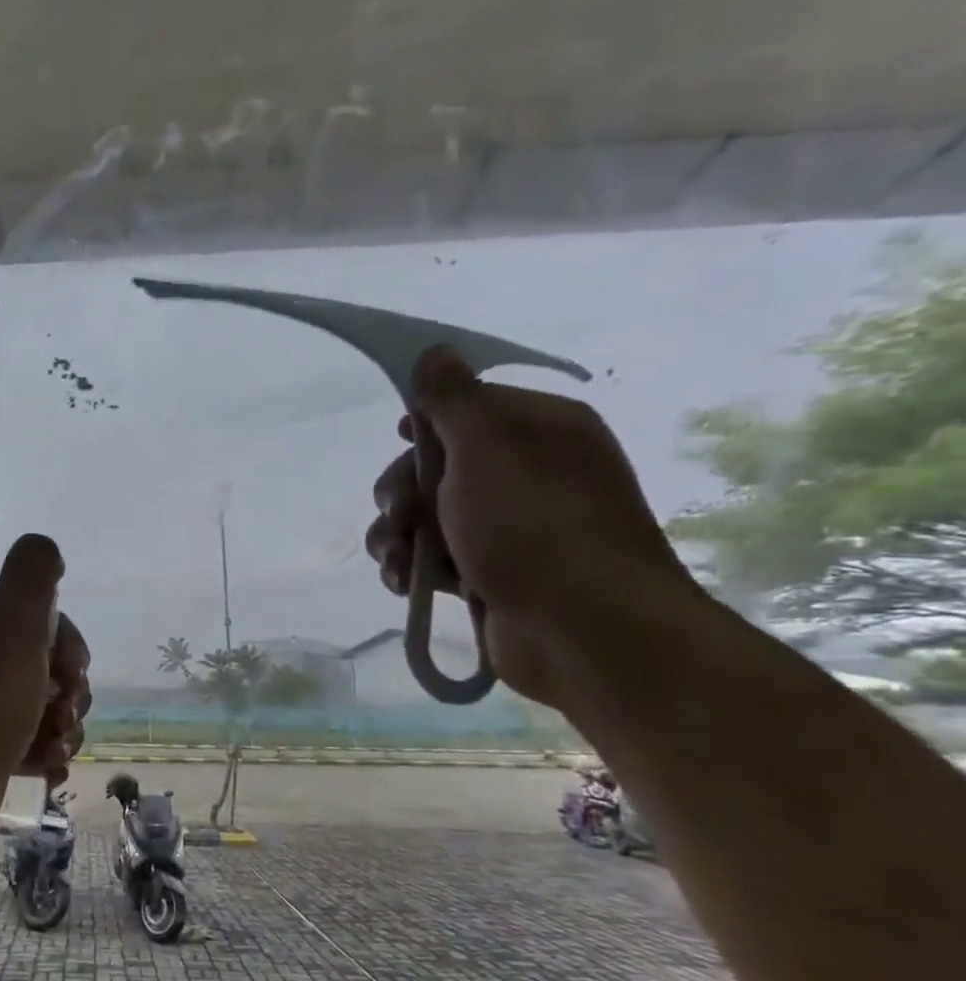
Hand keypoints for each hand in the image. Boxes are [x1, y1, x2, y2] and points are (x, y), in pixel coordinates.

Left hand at [0, 534, 92, 850]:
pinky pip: (29, 738)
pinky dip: (45, 751)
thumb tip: (44, 548)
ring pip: (44, 704)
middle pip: (48, 663)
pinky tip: (48, 766)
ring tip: (55, 747)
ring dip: (64, 726)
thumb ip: (34, 574)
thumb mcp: (17, 622)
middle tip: (65, 714)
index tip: (74, 673)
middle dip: (70, 692)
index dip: (71, 647)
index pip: (43, 619)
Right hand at [364, 347, 699, 707]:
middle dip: (401, 491)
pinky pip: (434, 558)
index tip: (399, 437)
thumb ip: (452, 399)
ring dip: (396, 536)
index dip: (426, 423)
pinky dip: (412, 568)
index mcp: (539, 430)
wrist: (585, 631)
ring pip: (426, 517)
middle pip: (435, 467)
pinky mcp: (491, 574)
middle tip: (398, 514)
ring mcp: (509, 528)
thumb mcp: (487, 447)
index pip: (467, 408)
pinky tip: (403, 583)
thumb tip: (434, 350)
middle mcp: (526, 474)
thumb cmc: (535, 526)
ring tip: (395, 561)